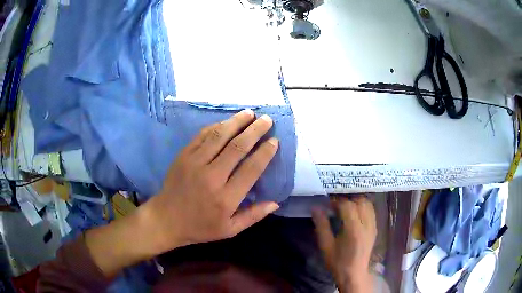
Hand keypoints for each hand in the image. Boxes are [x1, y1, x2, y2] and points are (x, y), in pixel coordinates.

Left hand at [142, 109, 279, 252]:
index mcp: (226, 198)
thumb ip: (253, 216)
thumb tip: (276, 202)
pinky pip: (202, 136)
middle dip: (255, 131)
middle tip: (267, 120)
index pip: (251, 169)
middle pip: (237, 147)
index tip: (274, 141)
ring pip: (219, 136)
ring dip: (236, 122)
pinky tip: (226, 122)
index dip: (264, 153)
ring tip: (250, 113)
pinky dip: (216, 126)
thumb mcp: (230, 230)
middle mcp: (212, 177)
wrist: (166, 219)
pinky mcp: (184, 156)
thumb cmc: (200, 227)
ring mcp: (195, 163)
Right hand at [312, 197, 376, 292]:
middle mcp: (366, 224)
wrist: (353, 274)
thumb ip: (321, 225)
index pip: (347, 205)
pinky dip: (363, 208)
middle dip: (347, 200)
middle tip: (336, 206)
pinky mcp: (375, 229)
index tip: (327, 205)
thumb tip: (315, 208)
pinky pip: (371, 211)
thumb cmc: (337, 262)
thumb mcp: (326, 245)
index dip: (336, 202)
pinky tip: (354, 215)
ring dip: (356, 202)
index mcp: (354, 229)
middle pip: (360, 201)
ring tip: (345, 209)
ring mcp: (373, 226)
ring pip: (368, 204)